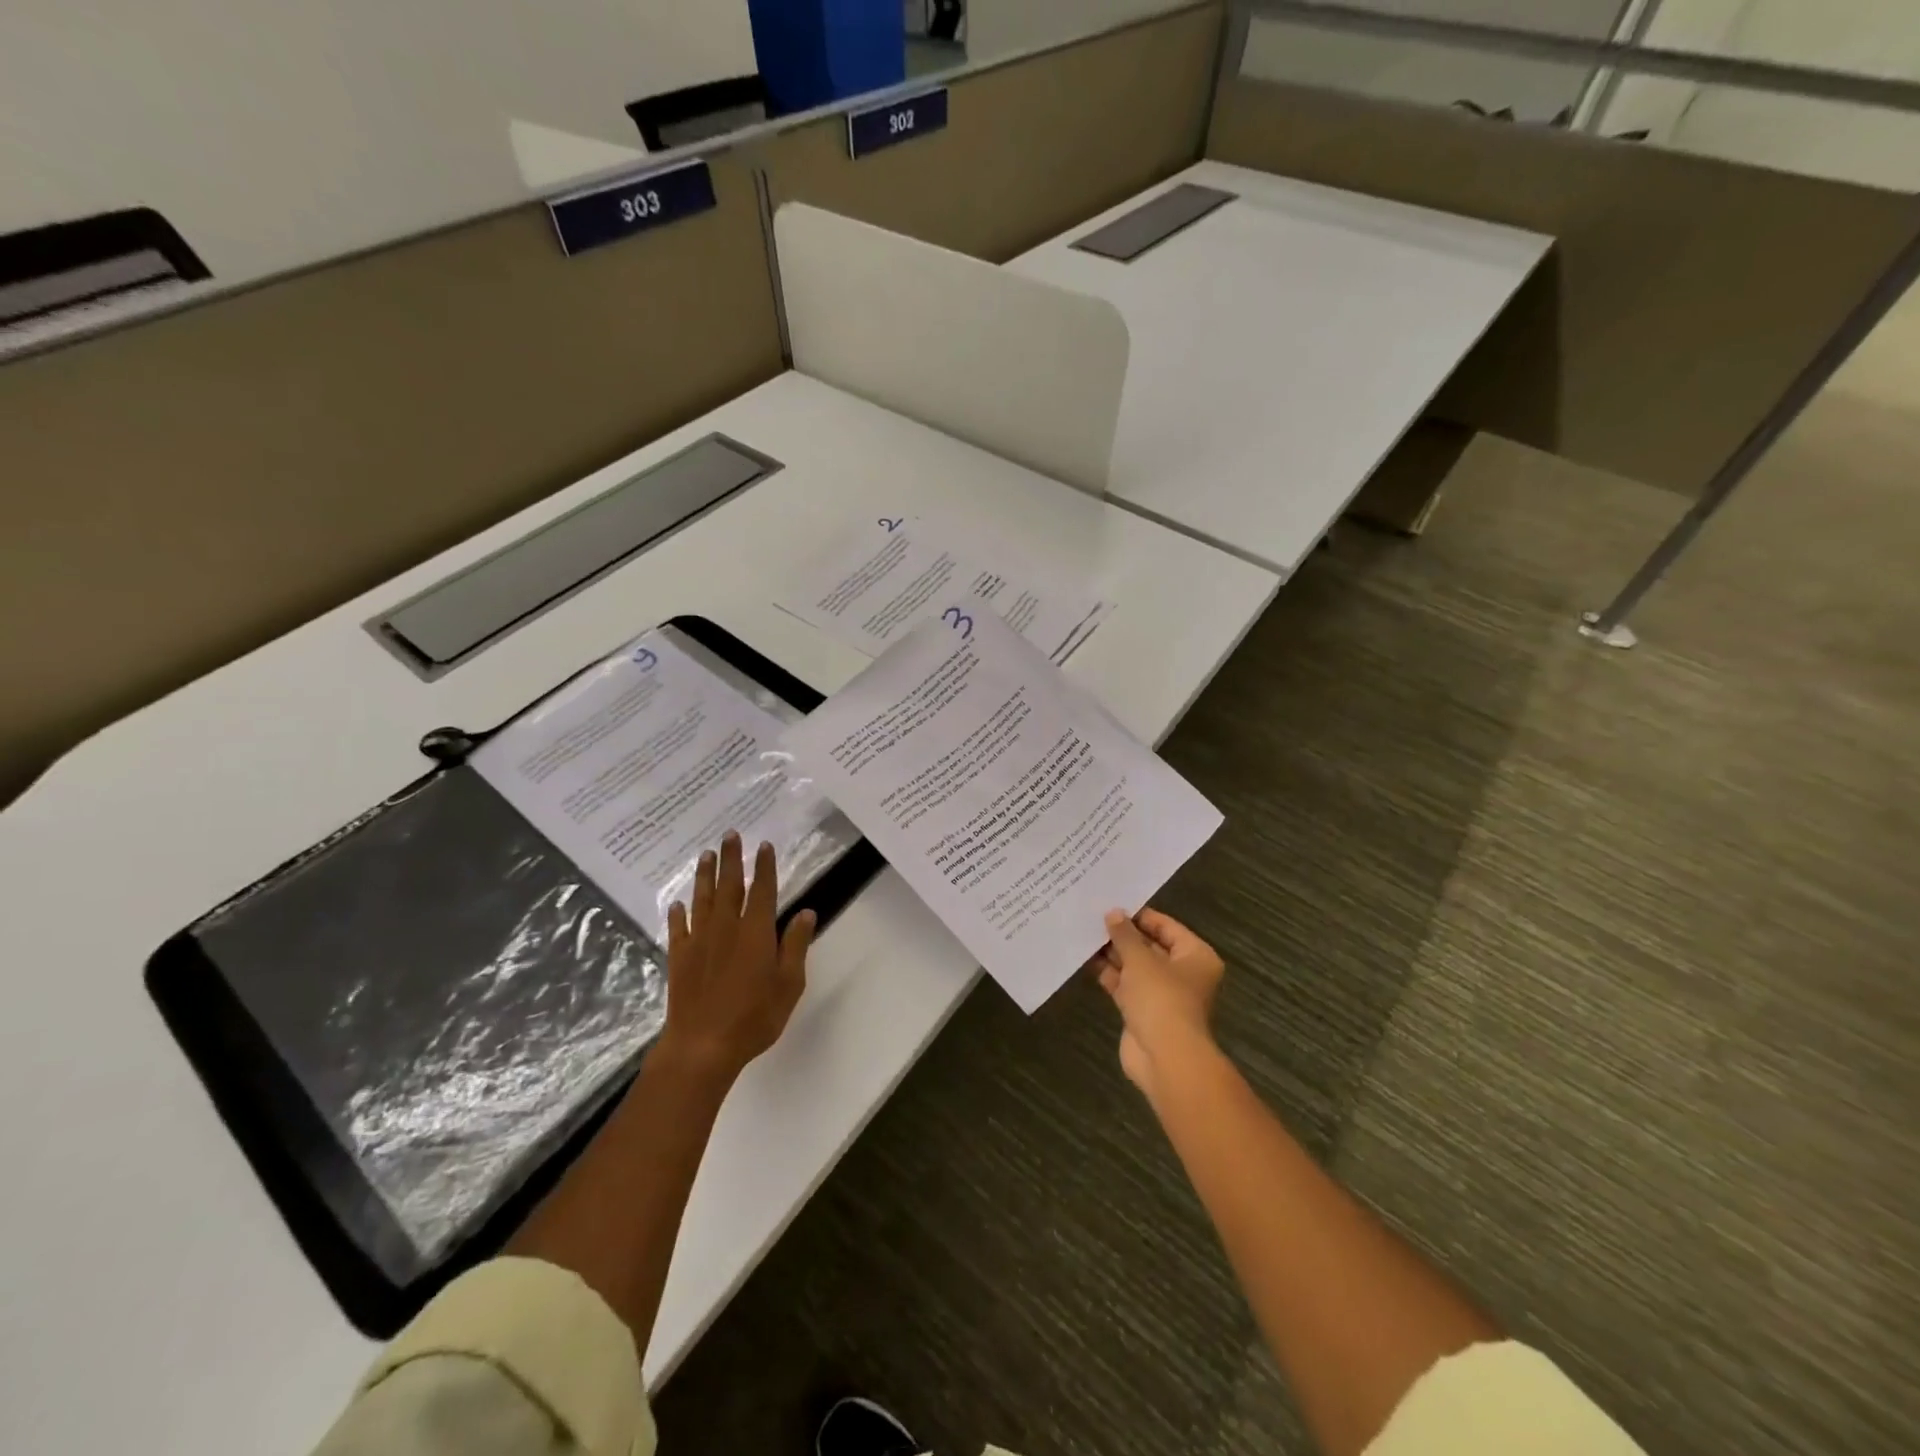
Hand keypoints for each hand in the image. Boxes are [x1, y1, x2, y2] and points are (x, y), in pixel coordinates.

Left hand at [656, 832, 814, 1086]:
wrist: (702, 1046)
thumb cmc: (754, 1017)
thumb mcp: (789, 984)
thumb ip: (795, 946)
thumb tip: (806, 912)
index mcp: (755, 932)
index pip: (762, 891)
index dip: (764, 867)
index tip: (764, 846)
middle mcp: (726, 928)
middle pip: (729, 886)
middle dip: (731, 859)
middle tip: (730, 835)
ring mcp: (699, 941)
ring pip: (703, 900)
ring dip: (705, 876)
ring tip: (706, 855)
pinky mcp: (679, 958)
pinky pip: (678, 928)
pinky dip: (678, 913)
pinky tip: (678, 903)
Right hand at [1093, 908, 1224, 1102]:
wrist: (1165, 1058)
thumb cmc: (1161, 998)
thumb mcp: (1140, 959)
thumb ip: (1124, 935)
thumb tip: (1113, 913)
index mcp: (1195, 956)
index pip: (1167, 926)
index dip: (1140, 915)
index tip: (1112, 904)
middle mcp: (1183, 973)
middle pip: (1150, 946)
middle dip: (1124, 935)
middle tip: (1094, 916)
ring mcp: (1162, 994)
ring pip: (1136, 967)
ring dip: (1113, 954)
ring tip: (1085, 933)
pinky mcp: (1143, 1012)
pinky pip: (1125, 986)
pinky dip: (1109, 974)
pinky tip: (1086, 959)